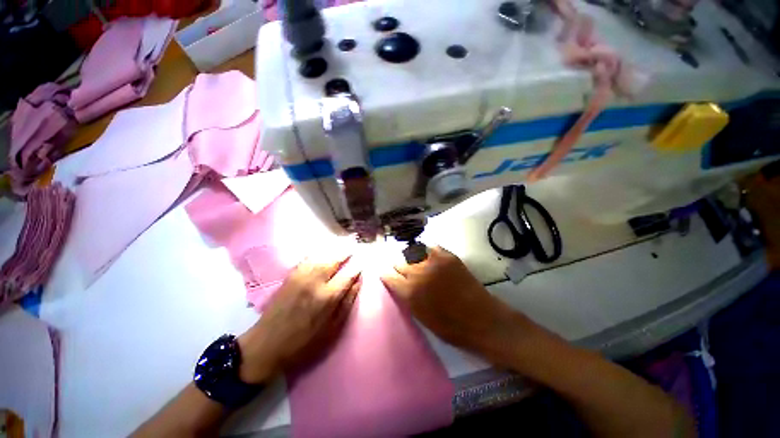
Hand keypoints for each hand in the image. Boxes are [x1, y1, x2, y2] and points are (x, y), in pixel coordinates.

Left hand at [238, 256, 360, 383]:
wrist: (269, 343)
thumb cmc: (304, 344)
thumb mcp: (332, 330)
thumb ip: (345, 305)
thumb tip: (356, 284)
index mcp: (327, 297)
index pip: (347, 274)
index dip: (357, 267)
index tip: (365, 261)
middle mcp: (313, 281)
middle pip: (332, 259)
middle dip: (345, 251)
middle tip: (355, 246)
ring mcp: (299, 277)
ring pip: (318, 256)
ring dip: (331, 249)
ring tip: (342, 245)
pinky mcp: (288, 278)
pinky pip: (306, 260)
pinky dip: (317, 253)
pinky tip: (321, 253)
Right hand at [381, 247, 526, 362]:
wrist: (479, 319)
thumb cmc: (449, 328)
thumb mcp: (420, 317)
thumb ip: (407, 298)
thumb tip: (401, 286)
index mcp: (409, 292)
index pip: (388, 275)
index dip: (386, 275)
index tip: (386, 275)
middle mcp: (418, 273)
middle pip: (399, 261)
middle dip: (397, 266)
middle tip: (399, 271)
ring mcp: (435, 262)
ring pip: (413, 251)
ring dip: (410, 257)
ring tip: (413, 263)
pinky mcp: (450, 257)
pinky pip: (431, 247)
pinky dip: (426, 251)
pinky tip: (427, 257)